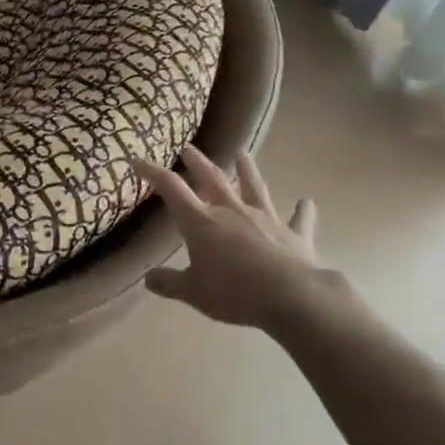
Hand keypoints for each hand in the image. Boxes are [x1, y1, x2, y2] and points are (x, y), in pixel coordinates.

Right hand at [134, 146, 343, 331]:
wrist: (292, 296)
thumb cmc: (235, 292)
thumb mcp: (194, 293)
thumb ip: (169, 283)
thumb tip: (147, 279)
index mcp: (202, 222)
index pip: (171, 188)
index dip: (153, 172)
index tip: (138, 160)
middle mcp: (232, 211)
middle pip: (212, 178)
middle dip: (197, 161)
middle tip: (188, 147)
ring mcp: (265, 218)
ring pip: (254, 187)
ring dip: (248, 170)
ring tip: (244, 154)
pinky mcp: (294, 233)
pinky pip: (299, 218)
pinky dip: (302, 210)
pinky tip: (306, 202)